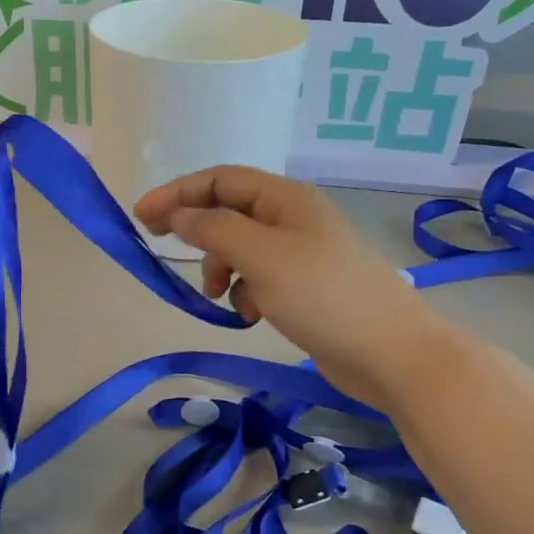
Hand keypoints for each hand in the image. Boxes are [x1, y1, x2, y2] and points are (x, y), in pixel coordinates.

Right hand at [135, 166, 446, 410]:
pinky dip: (245, 292)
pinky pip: (259, 278)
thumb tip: (178, 214)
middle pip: (228, 211)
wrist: (391, 353)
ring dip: (221, 268)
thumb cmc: (324, 296)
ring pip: (241, 248)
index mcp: (285, 198)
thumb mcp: (262, 257)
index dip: (177, 193)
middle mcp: (292, 218)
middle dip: (197, 232)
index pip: (219, 180)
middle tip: (162, 248)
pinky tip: (251, 314)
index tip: (141, 218)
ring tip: (220, 296)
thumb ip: (214, 229)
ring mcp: (301, 253)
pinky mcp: (305, 287)